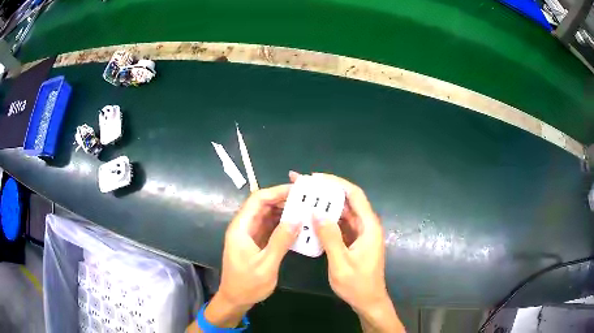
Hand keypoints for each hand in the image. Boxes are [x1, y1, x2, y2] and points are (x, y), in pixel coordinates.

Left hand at [195, 185, 300, 329]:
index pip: (257, 199)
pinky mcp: (255, 242)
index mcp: (241, 228)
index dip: (277, 191)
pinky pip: (269, 227)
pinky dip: (282, 224)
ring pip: (267, 215)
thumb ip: (280, 241)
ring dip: (284, 211)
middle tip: (306, 199)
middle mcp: (244, 227)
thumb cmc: (247, 284)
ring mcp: (249, 234)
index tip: (298, 190)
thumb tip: (296, 218)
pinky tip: (297, 225)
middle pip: (262, 204)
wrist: (235, 299)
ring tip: (305, 209)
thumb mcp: (266, 265)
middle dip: (283, 199)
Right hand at [289, 171, 403, 331]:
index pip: (354, 195)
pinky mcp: (354, 241)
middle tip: (304, 185)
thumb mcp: (341, 263)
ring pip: (343, 212)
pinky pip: (341, 224)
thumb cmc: (357, 285)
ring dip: (325, 204)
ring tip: (305, 197)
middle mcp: (367, 225)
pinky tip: (312, 218)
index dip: (336, 183)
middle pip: (348, 200)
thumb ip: (330, 238)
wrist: (368, 301)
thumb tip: (317, 213)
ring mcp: (361, 233)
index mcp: (369, 227)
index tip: (315, 178)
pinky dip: (327, 219)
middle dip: (327, 191)